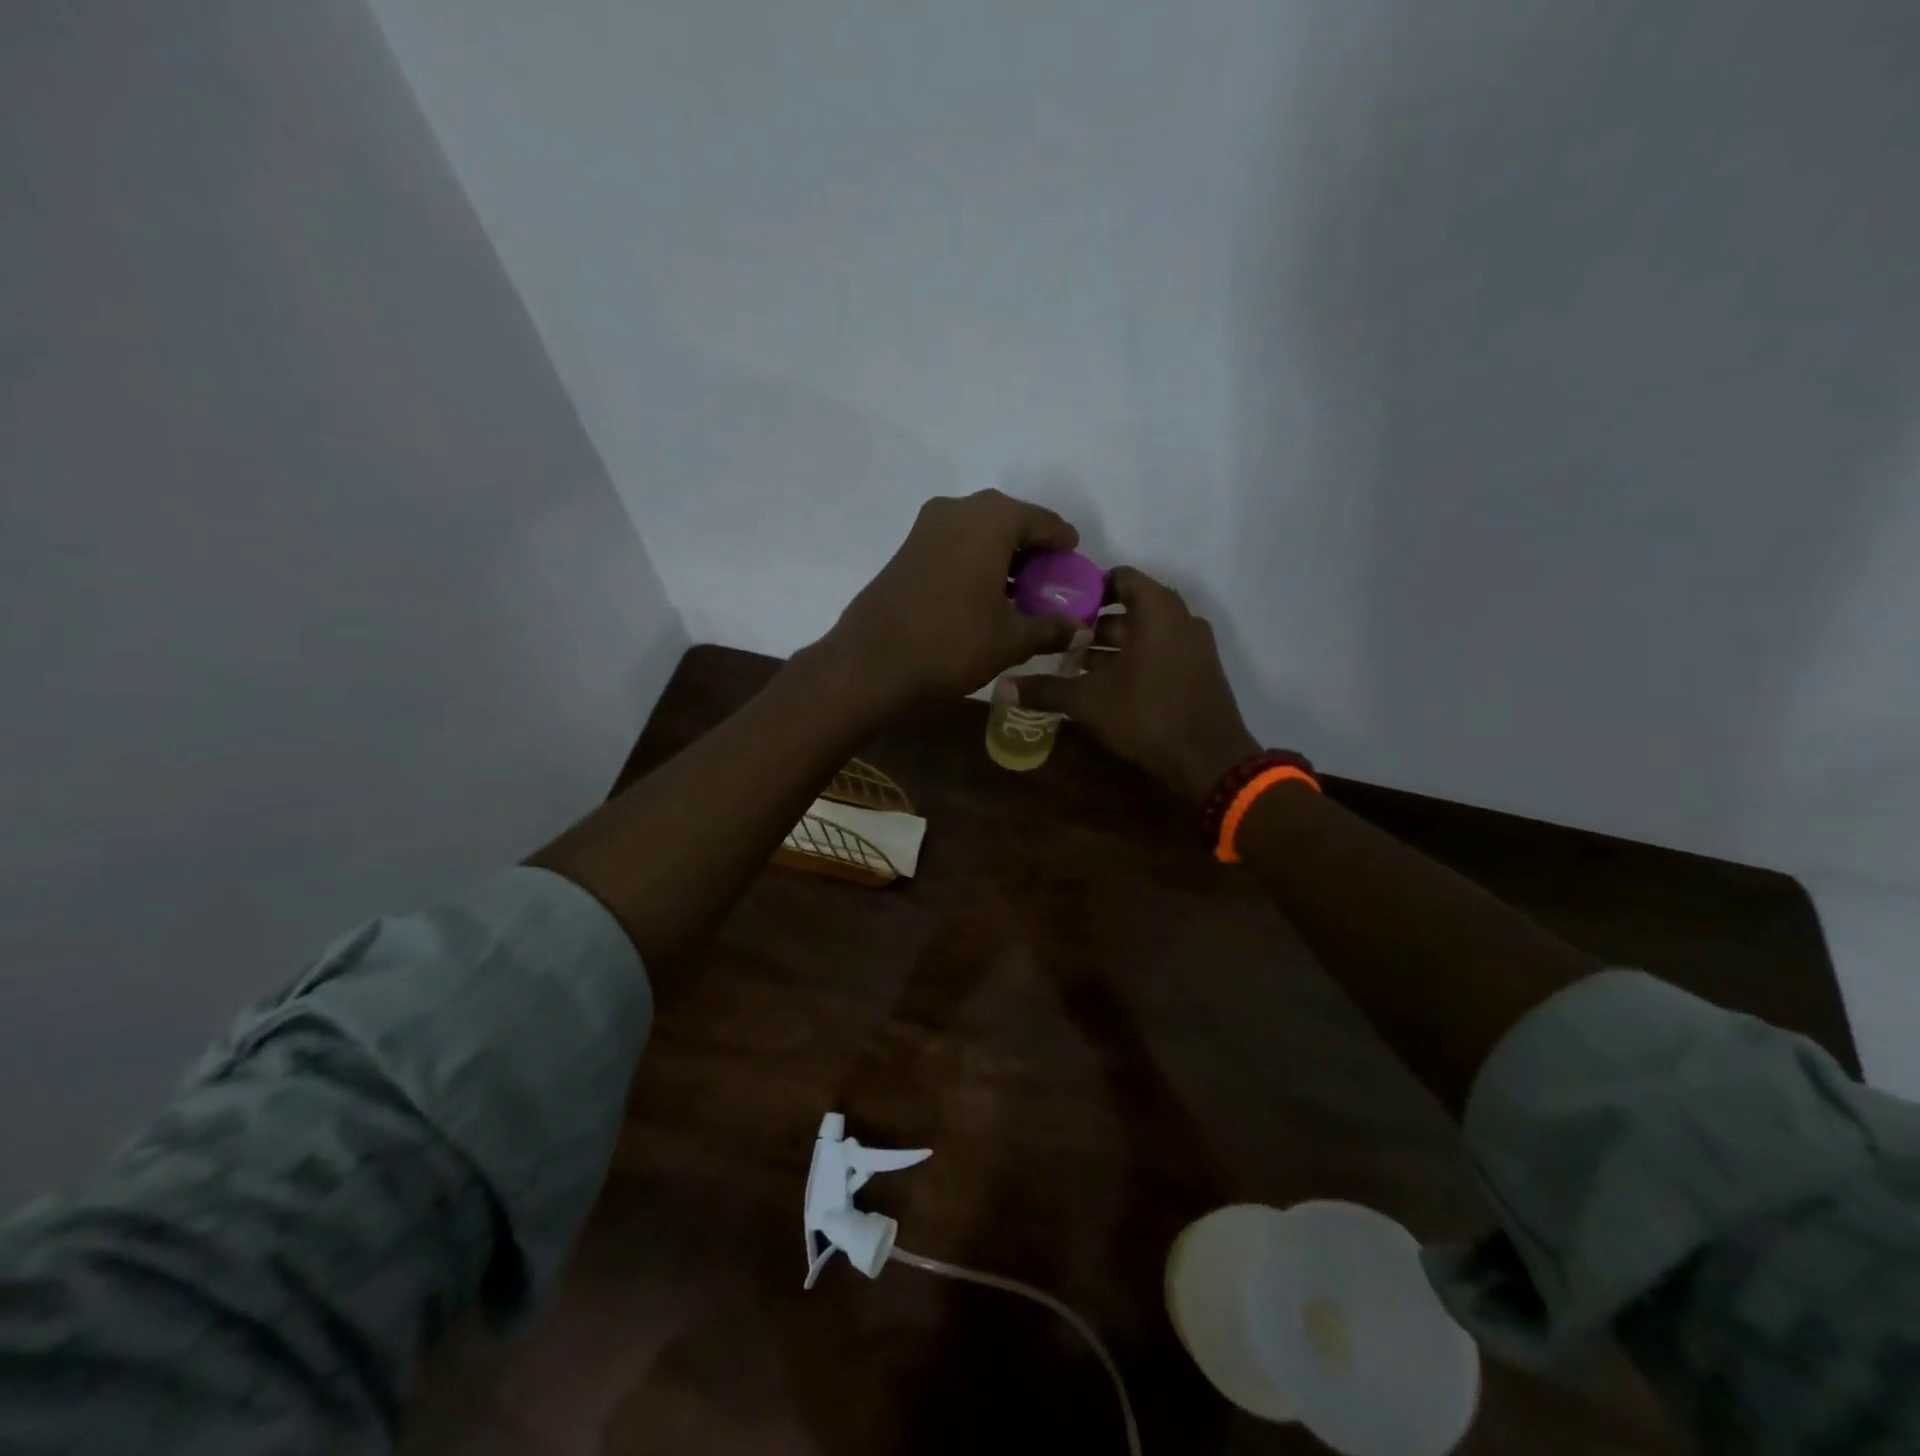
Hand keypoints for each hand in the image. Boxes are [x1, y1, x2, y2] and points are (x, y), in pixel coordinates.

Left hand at [826, 490, 1087, 710]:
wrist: (872, 662)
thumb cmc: (951, 643)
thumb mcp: (1011, 640)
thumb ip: (1051, 629)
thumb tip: (1080, 630)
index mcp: (991, 519)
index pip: (1043, 522)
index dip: (1064, 545)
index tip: (1076, 567)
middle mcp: (958, 509)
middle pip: (1010, 522)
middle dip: (1034, 552)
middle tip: (1051, 583)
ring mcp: (927, 527)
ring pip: (980, 533)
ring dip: (1003, 558)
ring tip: (1022, 594)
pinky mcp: (907, 549)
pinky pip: (955, 546)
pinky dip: (976, 563)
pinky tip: (985, 596)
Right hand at [1016, 566, 1259, 805]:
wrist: (1210, 761)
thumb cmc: (1148, 717)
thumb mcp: (1089, 702)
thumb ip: (1046, 689)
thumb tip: (1002, 686)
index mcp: (1157, 610)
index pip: (1120, 577)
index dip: (1088, 588)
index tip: (1058, 606)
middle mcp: (1180, 618)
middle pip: (1130, 608)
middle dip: (1093, 624)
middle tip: (1057, 640)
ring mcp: (1194, 645)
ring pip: (1145, 633)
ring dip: (1112, 646)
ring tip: (1073, 666)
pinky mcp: (1199, 670)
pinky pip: (1161, 651)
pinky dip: (1134, 659)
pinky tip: (1105, 685)